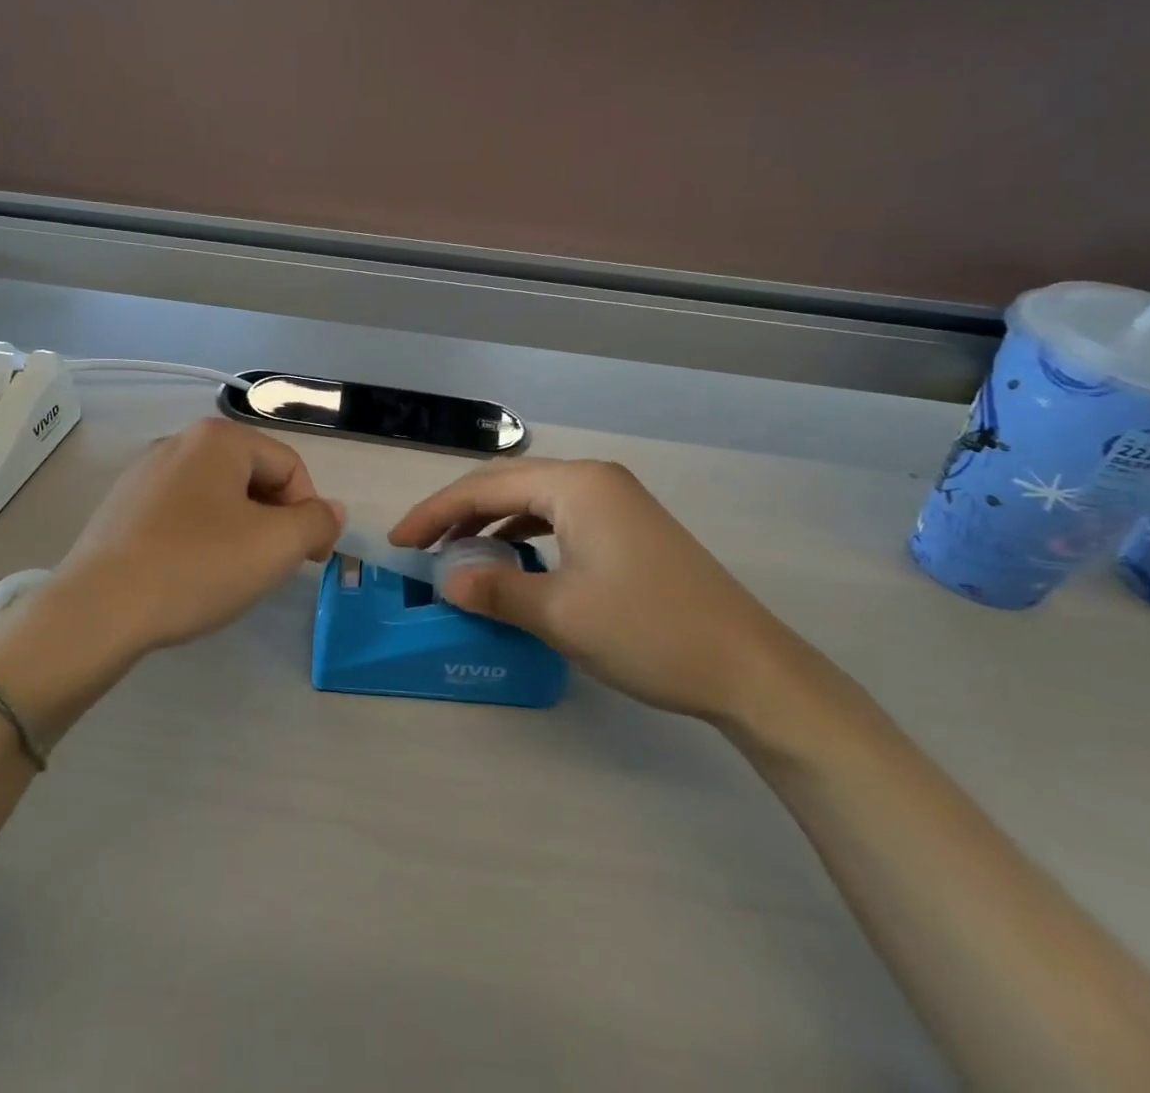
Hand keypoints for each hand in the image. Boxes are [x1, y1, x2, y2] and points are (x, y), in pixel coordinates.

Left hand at [46, 418, 343, 654]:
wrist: (99, 608)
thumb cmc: (197, 566)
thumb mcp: (276, 546)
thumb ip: (316, 522)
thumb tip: (330, 511)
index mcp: (219, 439)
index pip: (289, 466)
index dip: (309, 512)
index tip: (310, 559)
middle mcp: (179, 442)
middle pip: (252, 476)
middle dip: (273, 520)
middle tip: (273, 566)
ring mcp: (144, 473)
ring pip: (216, 496)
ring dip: (239, 530)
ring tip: (232, 573)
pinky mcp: (122, 507)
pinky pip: (181, 513)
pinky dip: (201, 537)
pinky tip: (192, 573)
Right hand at [390, 459, 799, 722]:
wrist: (751, 669)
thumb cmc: (650, 632)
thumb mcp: (560, 614)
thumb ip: (495, 589)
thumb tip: (444, 579)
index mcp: (576, 484)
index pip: (485, 487)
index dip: (435, 513)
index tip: (398, 542)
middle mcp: (595, 479)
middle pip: (507, 484)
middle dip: (458, 513)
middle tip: (419, 545)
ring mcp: (617, 501)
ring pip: (533, 500)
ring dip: (490, 521)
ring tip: (456, 550)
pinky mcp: (629, 527)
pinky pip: (560, 518)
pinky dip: (525, 532)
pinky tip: (512, 555)